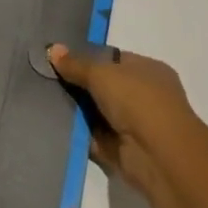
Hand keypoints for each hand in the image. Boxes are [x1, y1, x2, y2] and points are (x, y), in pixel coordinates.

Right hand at [47, 44, 207, 207]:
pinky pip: (98, 139)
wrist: (161, 157)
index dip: (89, 58)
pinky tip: (57, 126)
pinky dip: (82, 136)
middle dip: (80, 86)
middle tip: (48, 80)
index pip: (114, 59)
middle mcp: (147, 96)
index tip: (61, 59)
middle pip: (106, 87)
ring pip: (100, 114)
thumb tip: (52, 50)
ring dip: (79, 112)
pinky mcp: (127, 153)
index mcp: (149, 70)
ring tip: (46, 100)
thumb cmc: (138, 102)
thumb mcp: (102, 73)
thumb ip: (76, 64)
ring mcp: (138, 126)